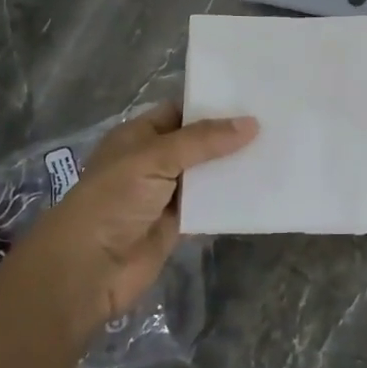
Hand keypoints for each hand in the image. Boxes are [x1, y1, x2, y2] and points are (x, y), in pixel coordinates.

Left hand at [14, 101, 257, 333]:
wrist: (88, 268)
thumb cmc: (114, 200)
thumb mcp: (155, 158)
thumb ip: (203, 141)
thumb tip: (252, 124)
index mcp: (139, 135)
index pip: (180, 111)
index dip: (212, 104)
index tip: (253, 99)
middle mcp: (153, 160)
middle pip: (198, 142)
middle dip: (230, 136)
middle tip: (275, 122)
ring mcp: (166, 193)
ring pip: (207, 174)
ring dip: (234, 167)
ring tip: (277, 151)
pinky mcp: (178, 223)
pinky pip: (210, 205)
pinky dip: (231, 199)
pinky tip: (262, 187)